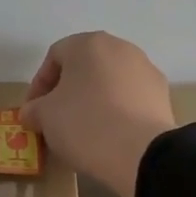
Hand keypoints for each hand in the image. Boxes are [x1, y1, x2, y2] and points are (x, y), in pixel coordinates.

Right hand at [20, 32, 176, 196]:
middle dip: (67, 91)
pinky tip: (110, 135)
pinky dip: (117, 112)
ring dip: (93, 100)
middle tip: (55, 119)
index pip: (54, 57)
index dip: (38, 85)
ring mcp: (146, 70)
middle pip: (85, 67)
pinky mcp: (163, 95)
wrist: (141, 153)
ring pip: (109, 82)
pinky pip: (130, 99)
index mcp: (89, 44)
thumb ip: (33, 109)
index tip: (33, 112)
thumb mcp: (45, 117)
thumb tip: (32, 112)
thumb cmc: (85, 124)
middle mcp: (121, 48)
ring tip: (83, 130)